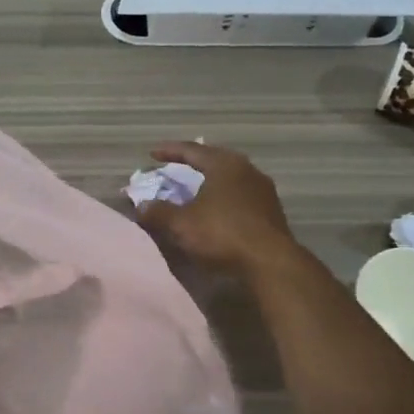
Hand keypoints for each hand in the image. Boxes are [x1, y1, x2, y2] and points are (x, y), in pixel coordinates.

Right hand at [134, 141, 297, 278]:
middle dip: (193, 165)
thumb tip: (141, 206)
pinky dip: (223, 200)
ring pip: (230, 180)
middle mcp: (247, 170)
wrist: (269, 263)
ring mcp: (263, 191)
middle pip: (215, 161)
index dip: (170, 151)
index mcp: (225, 164)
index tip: (152, 153)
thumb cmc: (221, 234)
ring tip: (195, 191)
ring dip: (210, 184)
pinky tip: (216, 212)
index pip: (192, 150)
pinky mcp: (271, 212)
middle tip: (176, 168)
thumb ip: (158, 212)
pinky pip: (240, 198)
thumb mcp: (181, 224)